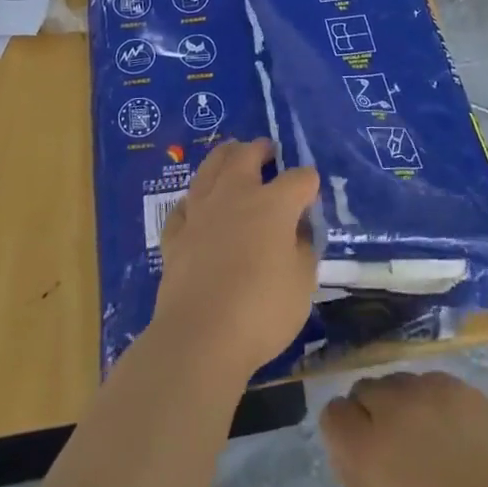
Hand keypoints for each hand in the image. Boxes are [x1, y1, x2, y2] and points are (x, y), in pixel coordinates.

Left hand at [152, 139, 318, 379]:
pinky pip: (184, 205)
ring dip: (224, 158)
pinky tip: (196, 205)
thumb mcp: (303, 284)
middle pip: (246, 155)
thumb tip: (298, 231)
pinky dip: (194, 200)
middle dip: (260, 149)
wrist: (199, 337)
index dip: (308, 183)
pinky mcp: (175, 234)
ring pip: (210, 168)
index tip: (311, 193)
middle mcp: (235, 195)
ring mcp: (200, 211)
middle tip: (267, 150)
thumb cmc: (261, 310)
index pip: (299, 178)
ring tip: (232, 156)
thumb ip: (303, 250)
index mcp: (273, 204)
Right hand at [320, 373, 487, 486]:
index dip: (344, 431)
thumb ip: (361, 481)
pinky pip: (432, 382)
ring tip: (428, 433)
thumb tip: (350, 451)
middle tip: (395, 442)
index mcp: (366, 448)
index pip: (333, 414)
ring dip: (402, 402)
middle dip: (371, 411)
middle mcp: (390, 407)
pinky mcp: (459, 384)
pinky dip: (434, 399)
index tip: (359, 449)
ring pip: (399, 381)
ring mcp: (427, 389)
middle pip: (364, 388)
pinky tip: (455, 428)